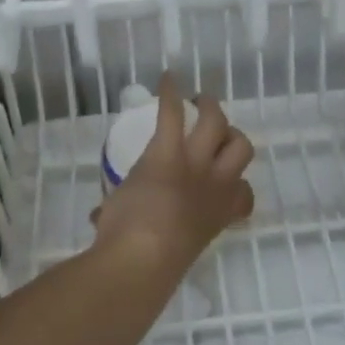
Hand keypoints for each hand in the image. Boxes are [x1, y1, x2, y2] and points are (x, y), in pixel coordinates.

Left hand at [92, 74, 254, 274]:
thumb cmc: (151, 266)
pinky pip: (173, 114)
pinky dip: (170, 93)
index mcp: (217, 217)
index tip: (225, 183)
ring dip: (211, 108)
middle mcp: (215, 187)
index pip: (245, 196)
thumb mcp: (157, 250)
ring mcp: (195, 165)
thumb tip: (100, 221)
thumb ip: (142, 229)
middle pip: (242, 148)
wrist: (142, 258)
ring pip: (218, 123)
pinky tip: (167, 78)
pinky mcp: (167, 151)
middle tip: (213, 132)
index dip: (239, 186)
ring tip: (199, 98)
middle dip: (231, 137)